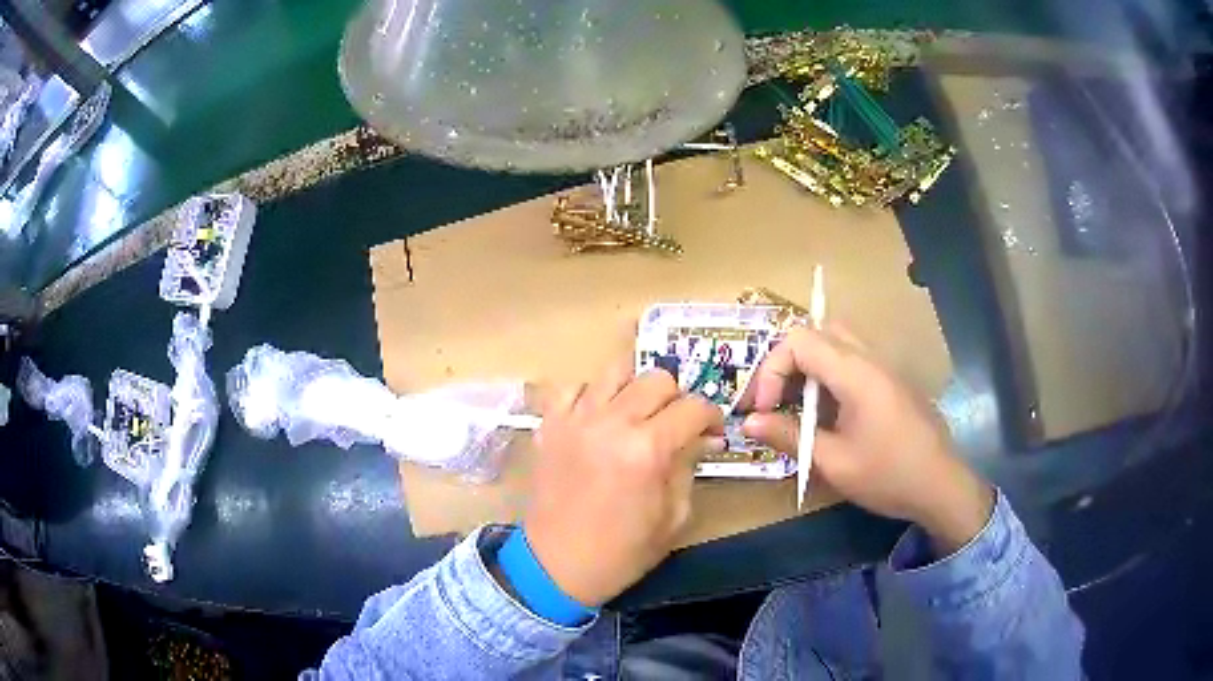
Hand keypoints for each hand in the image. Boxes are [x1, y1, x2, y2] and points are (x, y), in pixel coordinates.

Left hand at [525, 366, 724, 605]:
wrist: (556, 566)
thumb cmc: (622, 552)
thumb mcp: (673, 517)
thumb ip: (688, 467)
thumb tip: (701, 437)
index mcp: (647, 449)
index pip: (693, 407)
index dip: (711, 416)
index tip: (711, 431)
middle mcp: (611, 422)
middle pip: (657, 378)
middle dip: (677, 398)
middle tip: (676, 425)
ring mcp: (575, 419)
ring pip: (616, 370)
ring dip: (636, 388)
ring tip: (638, 414)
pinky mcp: (549, 425)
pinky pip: (573, 387)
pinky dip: (592, 394)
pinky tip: (600, 416)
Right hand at [742, 325, 992, 553]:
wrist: (941, 486)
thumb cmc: (888, 476)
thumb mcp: (833, 463)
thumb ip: (789, 437)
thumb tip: (748, 423)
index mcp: (856, 372)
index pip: (799, 341)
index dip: (771, 370)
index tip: (763, 409)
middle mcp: (870, 358)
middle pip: (818, 332)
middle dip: (788, 362)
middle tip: (777, 400)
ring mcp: (884, 367)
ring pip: (836, 344)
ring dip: (809, 369)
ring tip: (797, 409)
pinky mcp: (891, 381)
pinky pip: (852, 361)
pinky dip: (828, 377)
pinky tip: (827, 415)